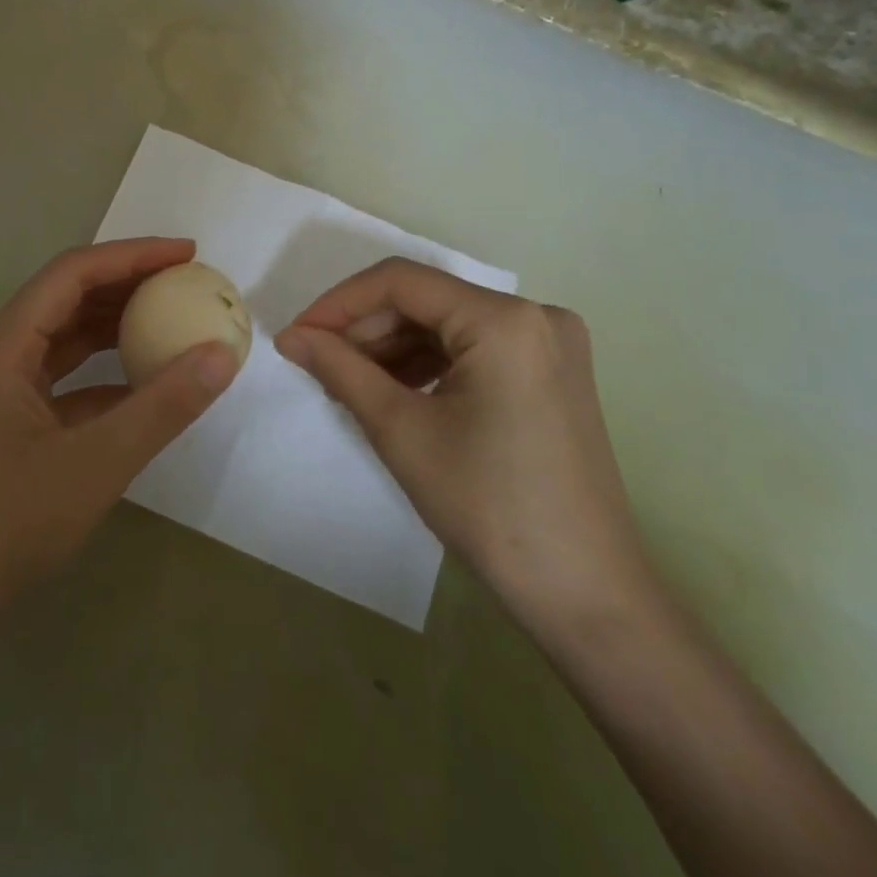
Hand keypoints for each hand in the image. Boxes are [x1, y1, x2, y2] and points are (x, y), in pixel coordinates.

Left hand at [0, 237, 239, 643]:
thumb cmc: (5, 524)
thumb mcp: (96, 462)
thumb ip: (163, 406)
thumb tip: (222, 354)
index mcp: (2, 343)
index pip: (74, 273)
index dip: (133, 255)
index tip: (187, 254)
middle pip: (66, 297)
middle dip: (127, 284)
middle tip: (185, 283)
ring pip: (62, 337)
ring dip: (114, 327)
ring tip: (170, 321)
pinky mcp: (3, 420)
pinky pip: (59, 378)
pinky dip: (100, 373)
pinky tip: (140, 386)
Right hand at [275, 259, 653, 640]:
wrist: (586, 594)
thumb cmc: (488, 506)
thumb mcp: (401, 430)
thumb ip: (339, 368)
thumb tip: (290, 336)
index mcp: (505, 320)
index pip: (402, 282)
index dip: (340, 303)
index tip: (297, 335)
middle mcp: (536, 315)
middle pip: (427, 301)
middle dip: (366, 329)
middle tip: (318, 364)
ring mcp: (551, 345)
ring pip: (448, 325)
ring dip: (393, 347)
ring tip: (349, 383)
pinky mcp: (552, 374)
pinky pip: (475, 349)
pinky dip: (429, 364)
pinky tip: (395, 392)